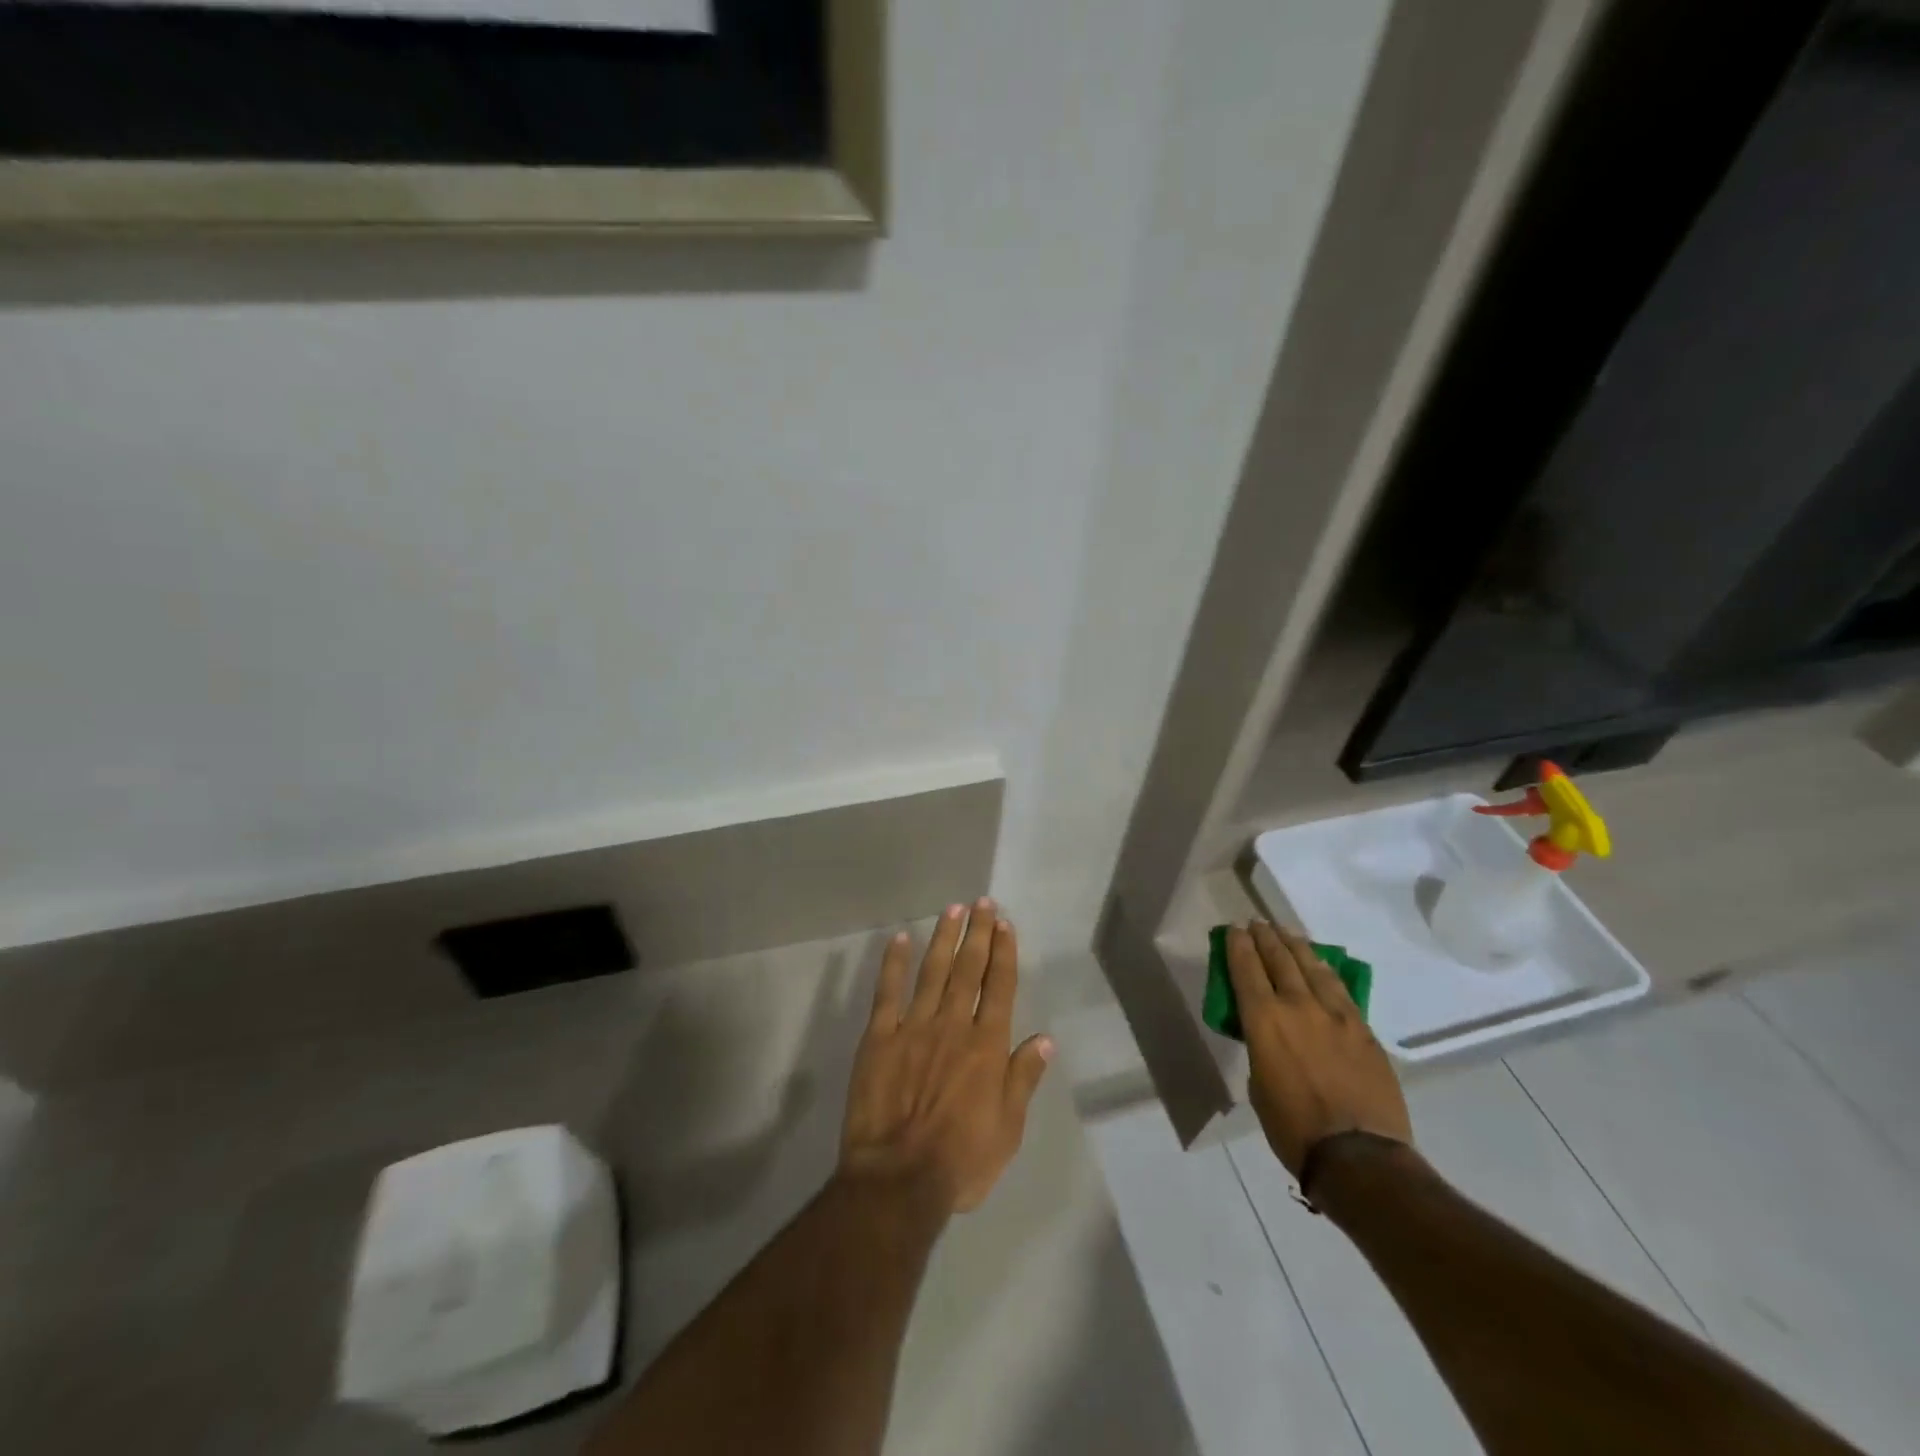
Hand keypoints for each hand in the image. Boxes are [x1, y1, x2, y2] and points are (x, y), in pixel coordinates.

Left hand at [839, 900, 1053, 1213]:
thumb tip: (1044, 1040)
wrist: (898, 1180)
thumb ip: (1023, 1079)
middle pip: (968, 969)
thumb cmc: (960, 1161)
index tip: (1005, 923)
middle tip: (982, 903)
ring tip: (952, 910)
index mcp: (987, 1046)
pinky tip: (900, 939)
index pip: (999, 987)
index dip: (1004, 952)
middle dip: (978, 933)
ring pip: (933, 971)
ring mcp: (914, 1027)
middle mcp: (953, 1025)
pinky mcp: (879, 1037)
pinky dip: (894, 964)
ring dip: (944, 938)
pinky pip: (887, 992)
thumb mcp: (1008, 1130)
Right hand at [1225, 922, 1411, 1175]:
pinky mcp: (1363, 1029)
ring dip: (1296, 946)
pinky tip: (1321, 965)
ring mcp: (1335, 1015)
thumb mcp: (1259, 1084)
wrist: (1359, 1156)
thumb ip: (1261, 1048)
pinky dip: (1325, 971)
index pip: (1246, 969)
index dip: (1238, 945)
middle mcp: (1298, 1006)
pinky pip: (1340, 989)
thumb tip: (1270, 1038)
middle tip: (1258, 923)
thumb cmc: (1293, 1128)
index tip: (1234, 930)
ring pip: (1313, 967)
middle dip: (1266, 938)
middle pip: (1279, 959)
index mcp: (1264, 1020)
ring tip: (1287, 933)